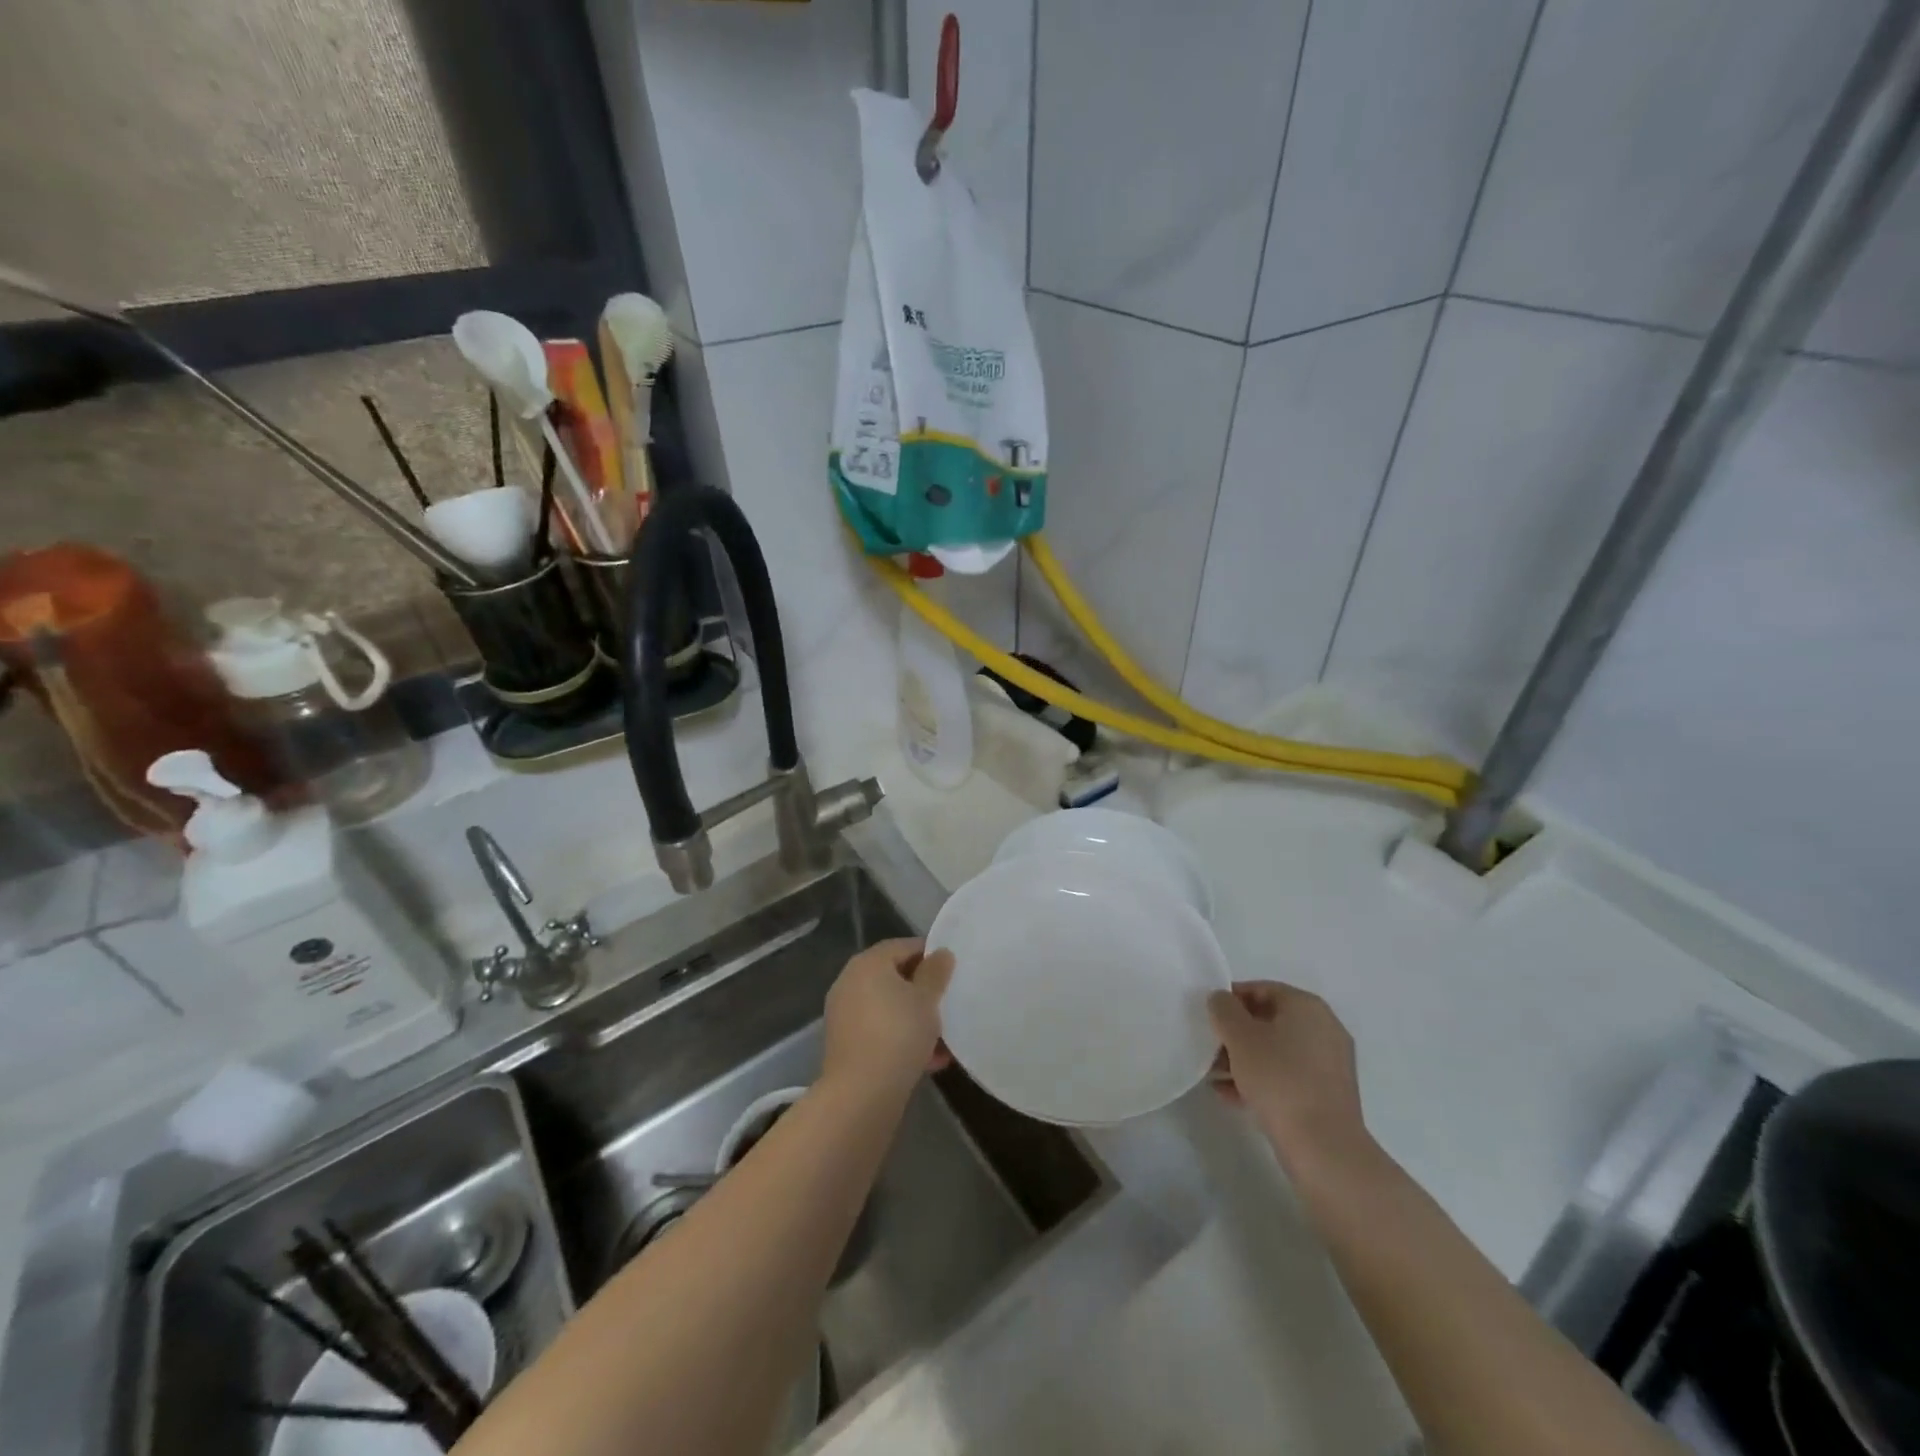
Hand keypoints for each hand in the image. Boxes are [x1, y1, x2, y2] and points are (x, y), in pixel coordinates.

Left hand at [822, 938, 954, 1099]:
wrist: (861, 1094)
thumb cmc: (898, 1034)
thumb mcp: (926, 999)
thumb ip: (935, 972)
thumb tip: (940, 953)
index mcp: (867, 963)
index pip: (903, 946)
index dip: (929, 954)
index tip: (952, 969)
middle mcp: (850, 983)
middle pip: (894, 977)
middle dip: (923, 990)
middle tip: (949, 1001)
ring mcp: (845, 1015)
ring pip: (889, 1008)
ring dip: (915, 1018)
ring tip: (945, 1035)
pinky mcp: (846, 1045)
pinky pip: (881, 1031)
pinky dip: (902, 1039)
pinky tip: (931, 1059)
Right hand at [1209, 981, 1371, 1173]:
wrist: (1323, 1147)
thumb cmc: (1279, 1079)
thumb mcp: (1240, 1037)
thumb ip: (1224, 1010)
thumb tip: (1220, 999)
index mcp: (1307, 1006)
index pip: (1261, 988)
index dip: (1230, 999)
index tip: (1207, 1016)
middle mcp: (1324, 1028)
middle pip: (1269, 1020)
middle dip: (1235, 1033)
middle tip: (1208, 1047)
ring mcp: (1329, 1064)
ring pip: (1276, 1051)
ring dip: (1244, 1059)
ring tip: (1213, 1075)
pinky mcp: (1327, 1095)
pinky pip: (1287, 1076)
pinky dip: (1261, 1080)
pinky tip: (1231, 1095)